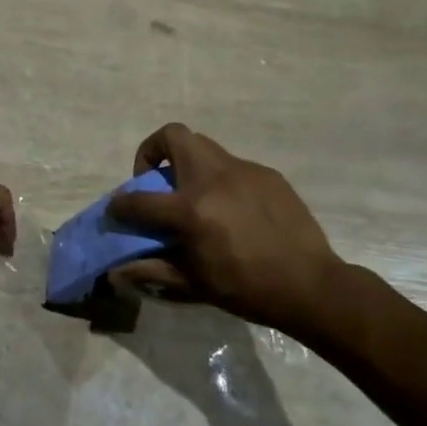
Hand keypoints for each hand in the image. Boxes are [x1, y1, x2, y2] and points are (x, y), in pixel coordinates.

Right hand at [109, 124, 346, 332]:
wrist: (311, 286)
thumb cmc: (247, 289)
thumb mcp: (193, 284)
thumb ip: (151, 271)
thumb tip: (115, 273)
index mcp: (191, 210)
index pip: (139, 199)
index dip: (120, 204)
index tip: (117, 209)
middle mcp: (213, 179)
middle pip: (174, 136)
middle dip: (153, 151)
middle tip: (156, 180)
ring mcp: (243, 171)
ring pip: (204, 147)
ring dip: (188, 164)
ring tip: (194, 197)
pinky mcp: (267, 175)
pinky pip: (233, 167)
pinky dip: (221, 181)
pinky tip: (232, 211)